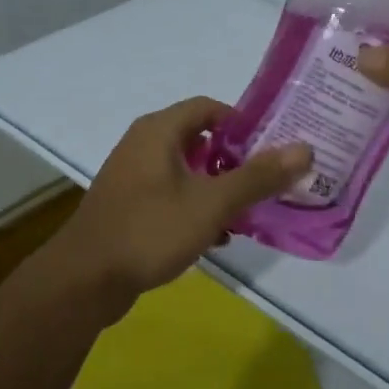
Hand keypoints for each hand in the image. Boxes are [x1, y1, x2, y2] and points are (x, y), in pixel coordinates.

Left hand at [48, 97, 311, 316]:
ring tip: (249, 211)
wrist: (85, 281)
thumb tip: (304, 149)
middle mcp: (143, 145)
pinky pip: (172, 195)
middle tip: (268, 180)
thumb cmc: (150, 230)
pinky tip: (217, 236)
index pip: (210, 107)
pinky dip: (196, 207)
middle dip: (236, 160)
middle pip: (200, 139)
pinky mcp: (129, 206)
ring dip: (218, 187)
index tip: (273, 146)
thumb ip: (258, 177)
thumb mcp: (212, 203)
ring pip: (187, 171)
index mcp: (159, 131)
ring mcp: (133, 177)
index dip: (243, 122)